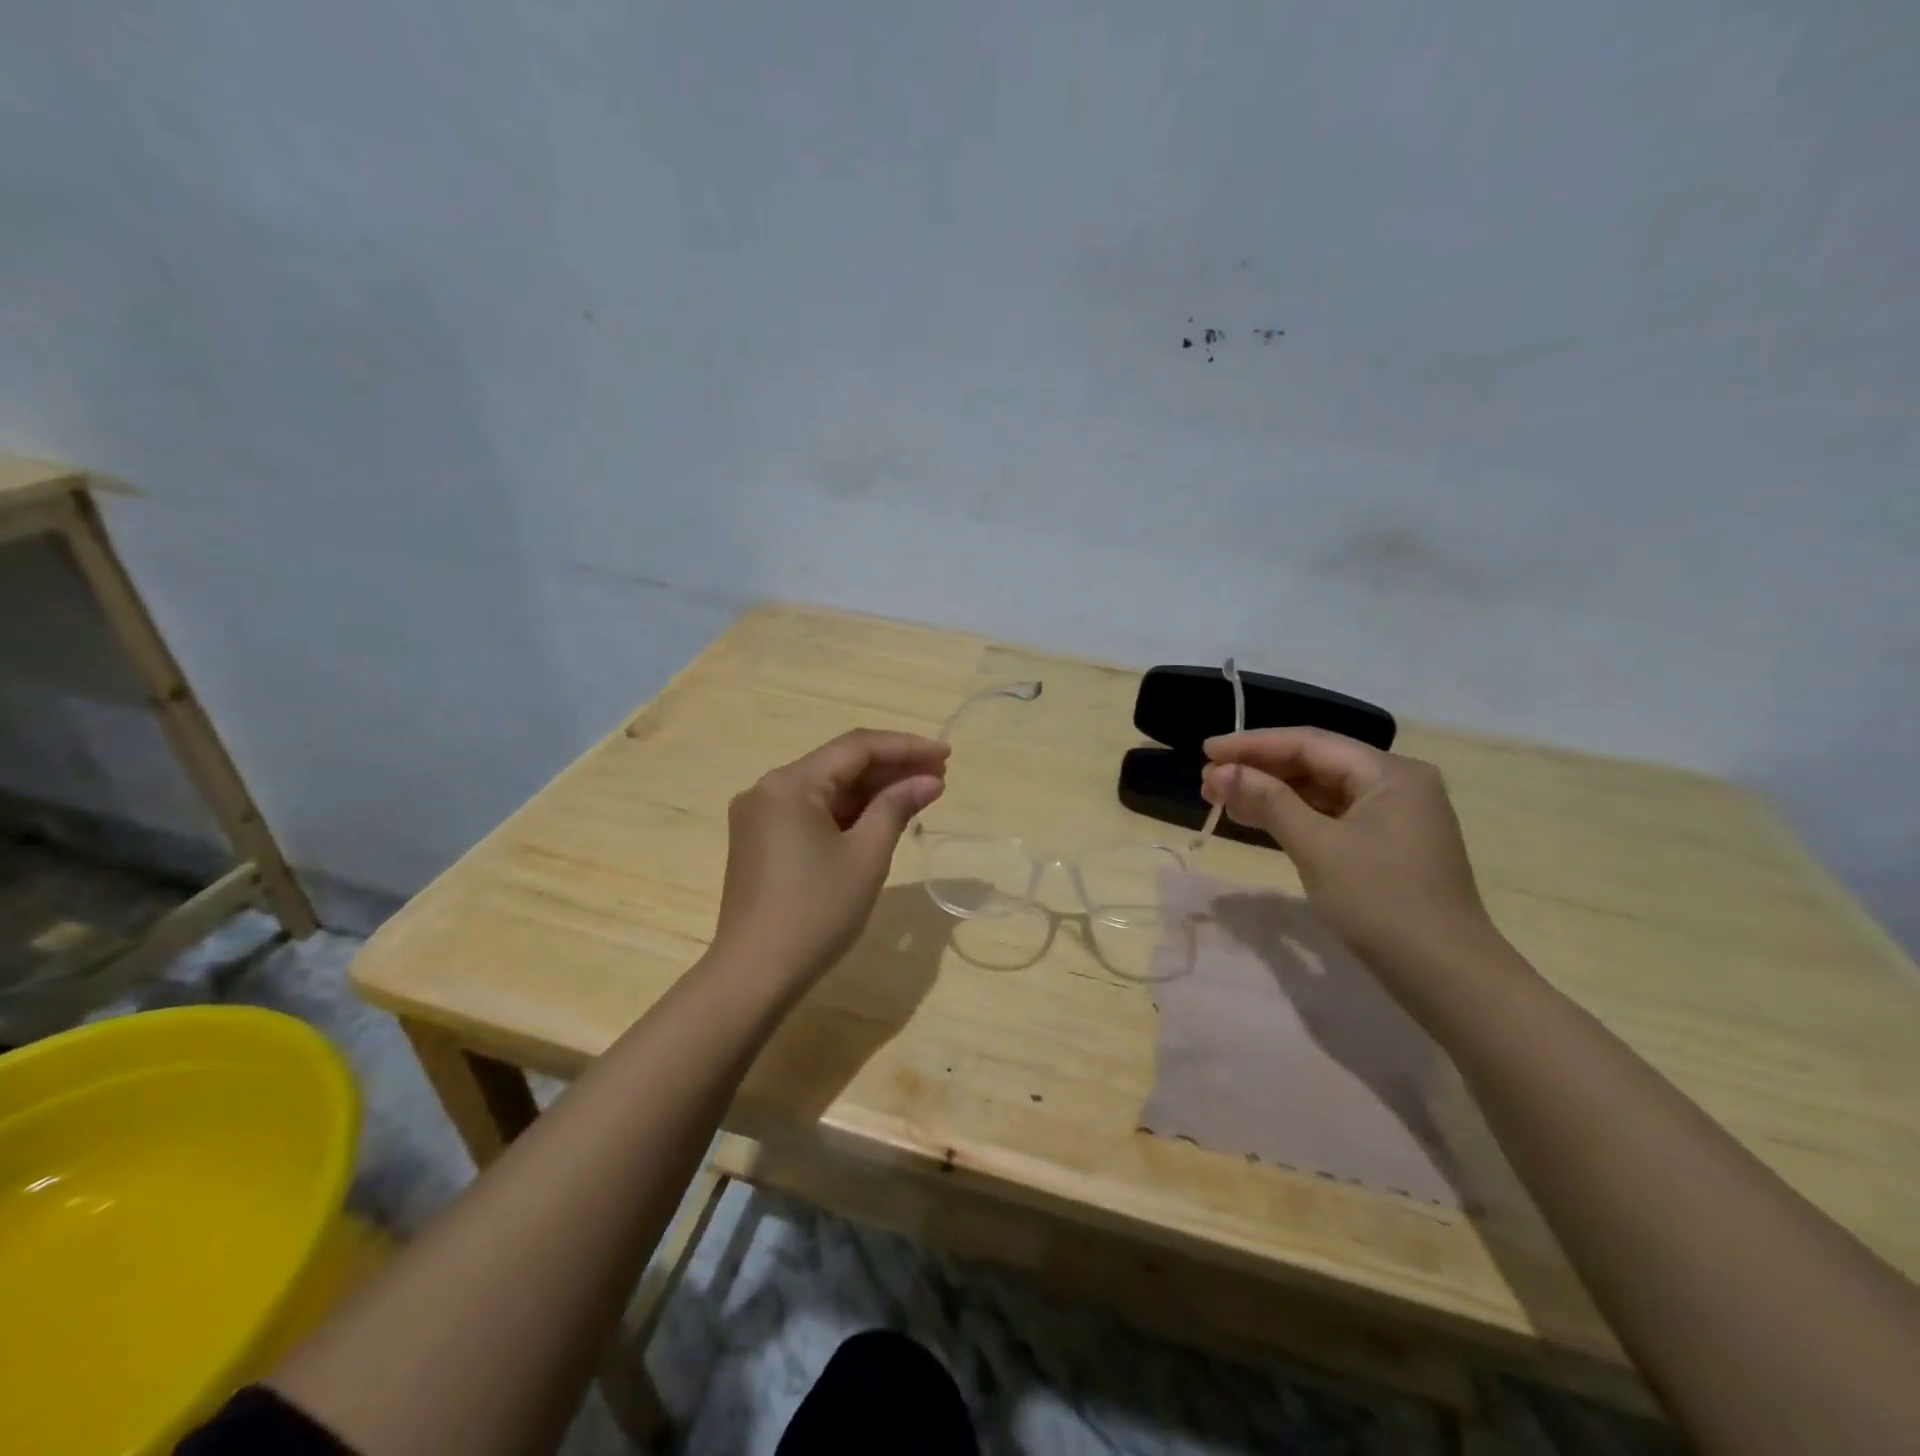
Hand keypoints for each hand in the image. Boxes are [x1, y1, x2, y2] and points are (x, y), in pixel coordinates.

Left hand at [712, 729, 948, 986]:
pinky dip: (848, 812)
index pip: (856, 748)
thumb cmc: (817, 912)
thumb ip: (897, 807)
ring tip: (920, 792)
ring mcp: (760, 815)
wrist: (755, 975)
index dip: (905, 747)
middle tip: (940, 773)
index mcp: (789, 784)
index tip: (946, 754)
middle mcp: (768, 789)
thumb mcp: (866, 856)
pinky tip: (882, 816)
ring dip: (872, 790)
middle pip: (839, 765)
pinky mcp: (761, 840)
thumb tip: (928, 780)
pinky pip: (812, 812)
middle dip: (891, 767)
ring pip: (826, 788)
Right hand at [1200, 728, 1501, 983]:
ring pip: (1320, 790)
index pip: (1309, 743)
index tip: (1205, 752)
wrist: (1447, 976)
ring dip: (1271, 793)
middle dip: (1259, 770)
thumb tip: (1220, 772)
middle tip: (1208, 782)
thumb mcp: (1317, 847)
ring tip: (1222, 799)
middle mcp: (1396, 783)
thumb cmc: (1381, 903)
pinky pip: (1331, 816)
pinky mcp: (1387, 844)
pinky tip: (1258, 820)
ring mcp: (1394, 815)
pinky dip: (1293, 816)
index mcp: (1390, 772)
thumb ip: (1268, 801)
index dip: (1252, 744)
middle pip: (1315, 763)